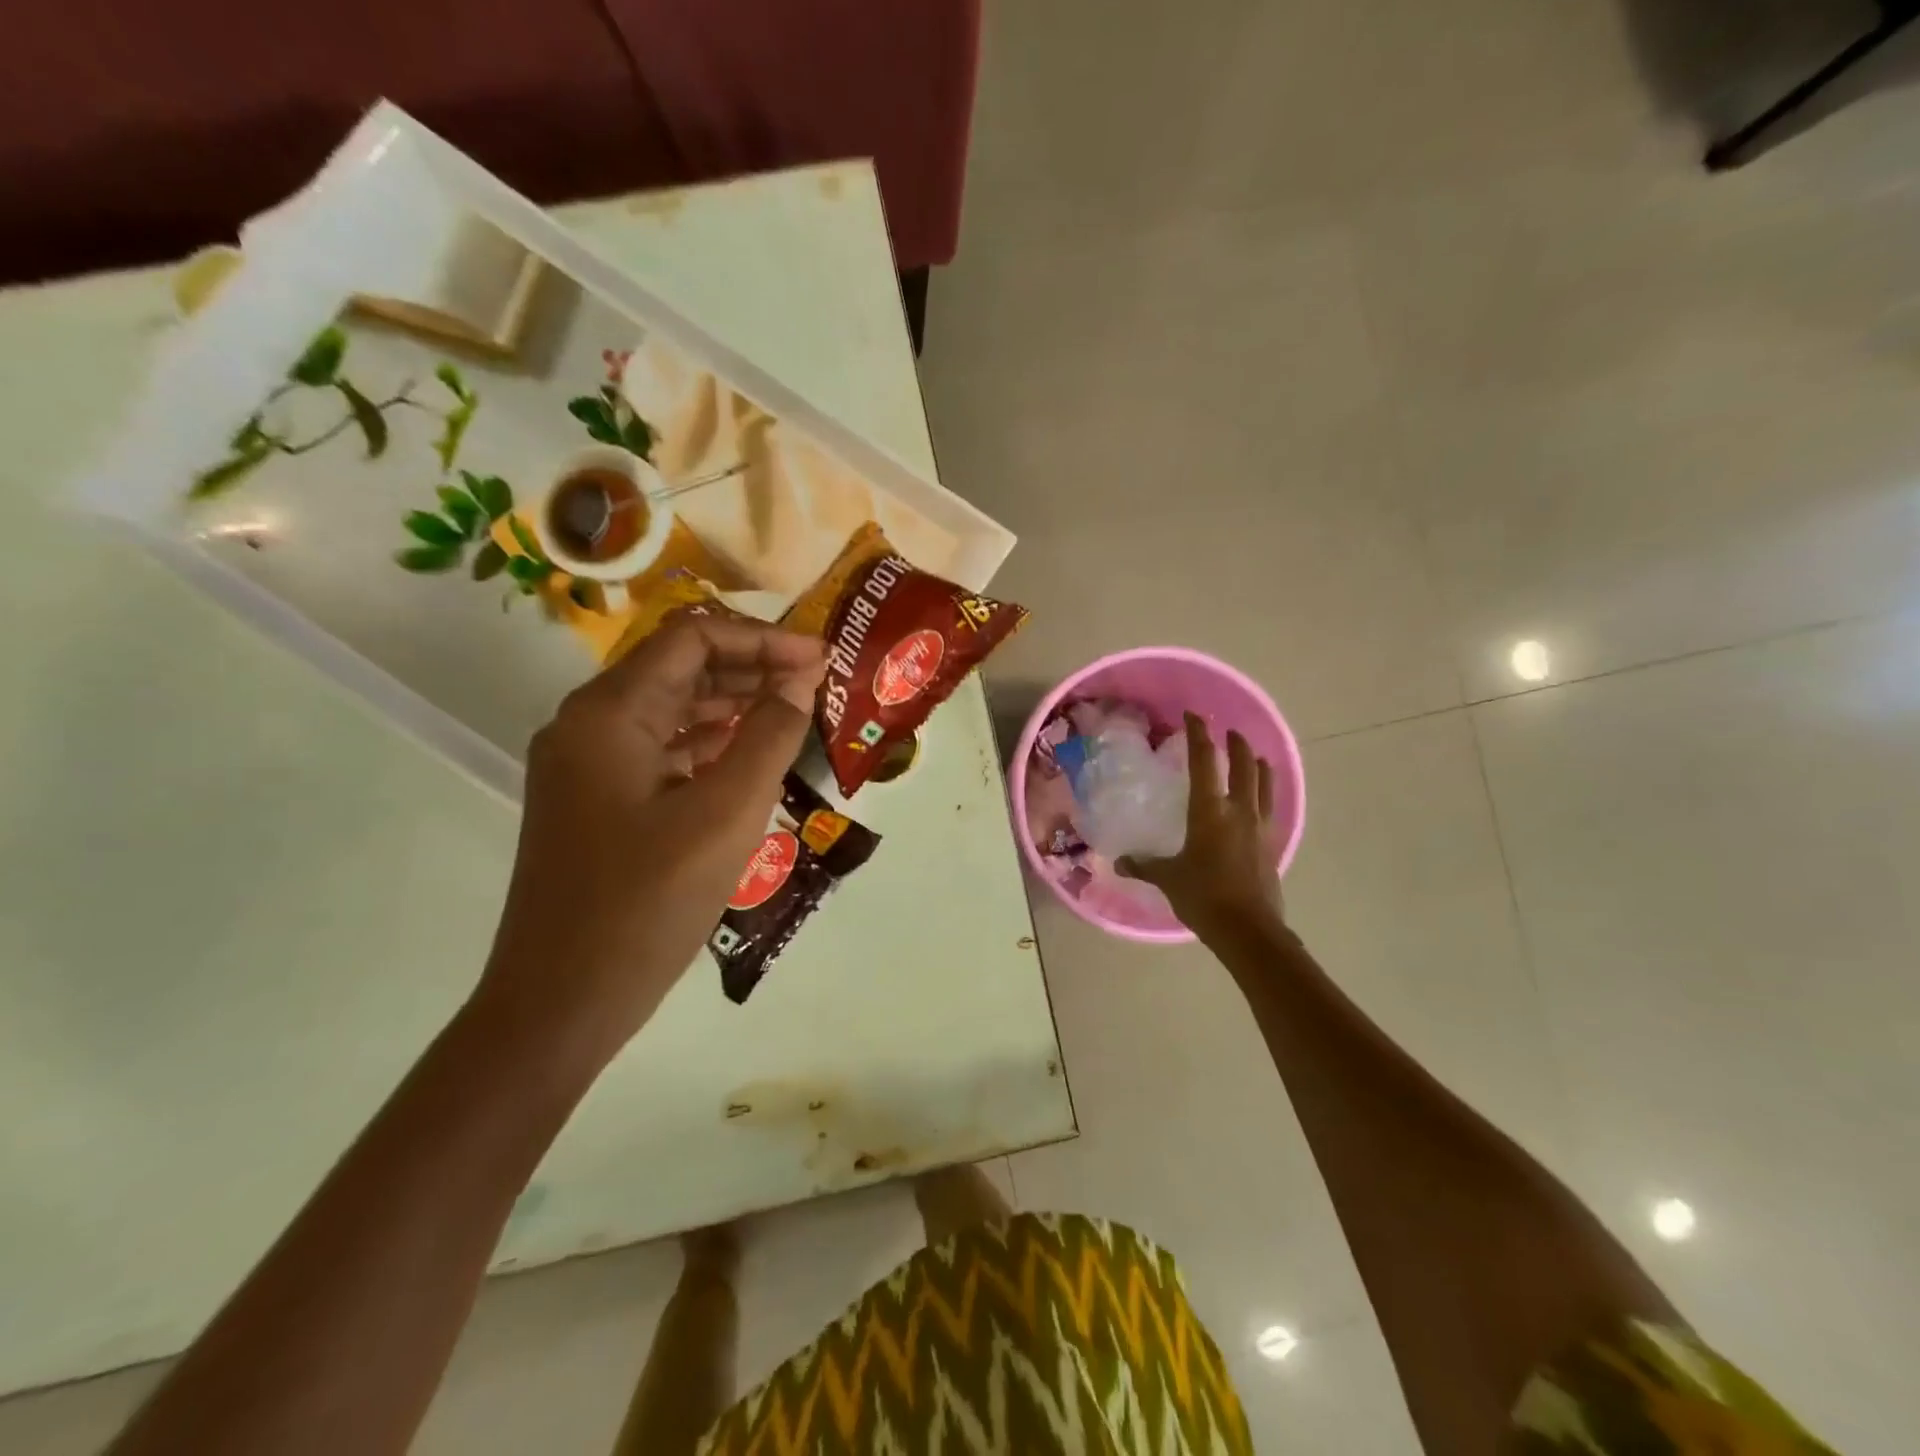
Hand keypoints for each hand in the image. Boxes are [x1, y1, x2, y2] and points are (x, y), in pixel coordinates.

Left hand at [476, 613, 824, 1064]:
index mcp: (609, 713)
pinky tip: (750, 757)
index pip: (692, 639)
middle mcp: (588, 725)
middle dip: (751, 666)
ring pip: (670, 709)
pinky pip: (660, 750)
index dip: (763, 639)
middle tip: (815, 683)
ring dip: (732, 703)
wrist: (561, 1003)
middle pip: (678, 667)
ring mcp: (588, 766)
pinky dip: (708, 743)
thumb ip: (769, 735)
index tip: (821, 658)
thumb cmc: (647, 902)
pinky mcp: (597, 801)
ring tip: (794, 713)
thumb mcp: (727, 813)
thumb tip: (800, 678)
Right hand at [1118, 713, 1284, 939]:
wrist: (1248, 929)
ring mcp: (1261, 827)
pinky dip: (1266, 794)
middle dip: (1237, 744)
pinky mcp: (1272, 845)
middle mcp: (1239, 810)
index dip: (1199, 735)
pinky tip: (1262, 801)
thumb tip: (1120, 862)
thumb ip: (1144, 865)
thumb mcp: (1167, 878)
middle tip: (1229, 732)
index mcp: (1210, 810)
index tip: (1194, 716)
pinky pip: (1272, 808)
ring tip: (1256, 757)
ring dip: (1260, 765)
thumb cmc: (1203, 896)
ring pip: (1265, 784)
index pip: (1205, 761)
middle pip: (1244, 765)